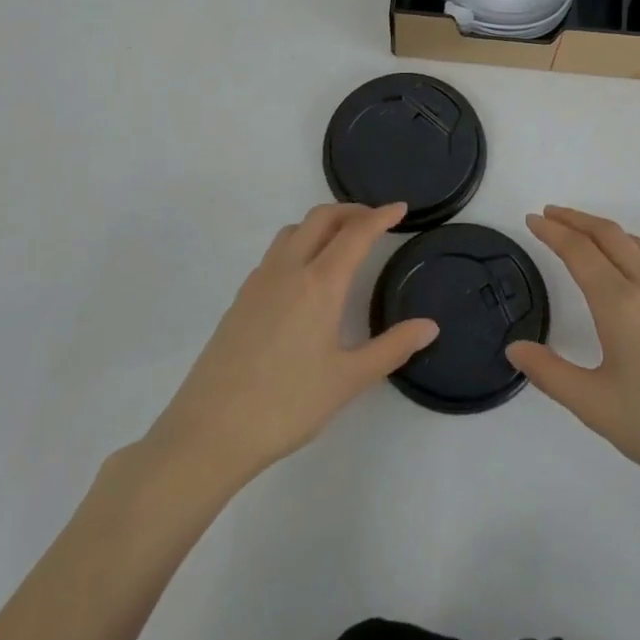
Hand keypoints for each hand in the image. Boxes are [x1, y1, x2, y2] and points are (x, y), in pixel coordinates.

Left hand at [141, 203, 437, 490]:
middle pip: (321, 218)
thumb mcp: (348, 380)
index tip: (400, 208)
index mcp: (320, 283)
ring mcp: (259, 282)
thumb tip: (430, 326)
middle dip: (351, 211)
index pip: (356, 233)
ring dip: (321, 224)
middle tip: (375, 221)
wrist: (209, 431)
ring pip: (293, 231)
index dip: (381, 216)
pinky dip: (298, 244)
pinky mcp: (240, 299)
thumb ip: (392, 348)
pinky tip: (304, 277)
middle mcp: (288, 270)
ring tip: (341, 242)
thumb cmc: (287, 404)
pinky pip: (275, 253)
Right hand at [506, 206, 639, 508]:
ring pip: (632, 243)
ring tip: (578, 231)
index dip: (553, 231)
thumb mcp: (595, 406)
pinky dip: (624, 245)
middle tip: (548, 213)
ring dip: (601, 228)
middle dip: (575, 219)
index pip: (580, 251)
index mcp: (621, 305)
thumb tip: (515, 349)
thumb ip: (550, 373)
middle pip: (608, 234)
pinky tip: (620, 264)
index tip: (531, 219)